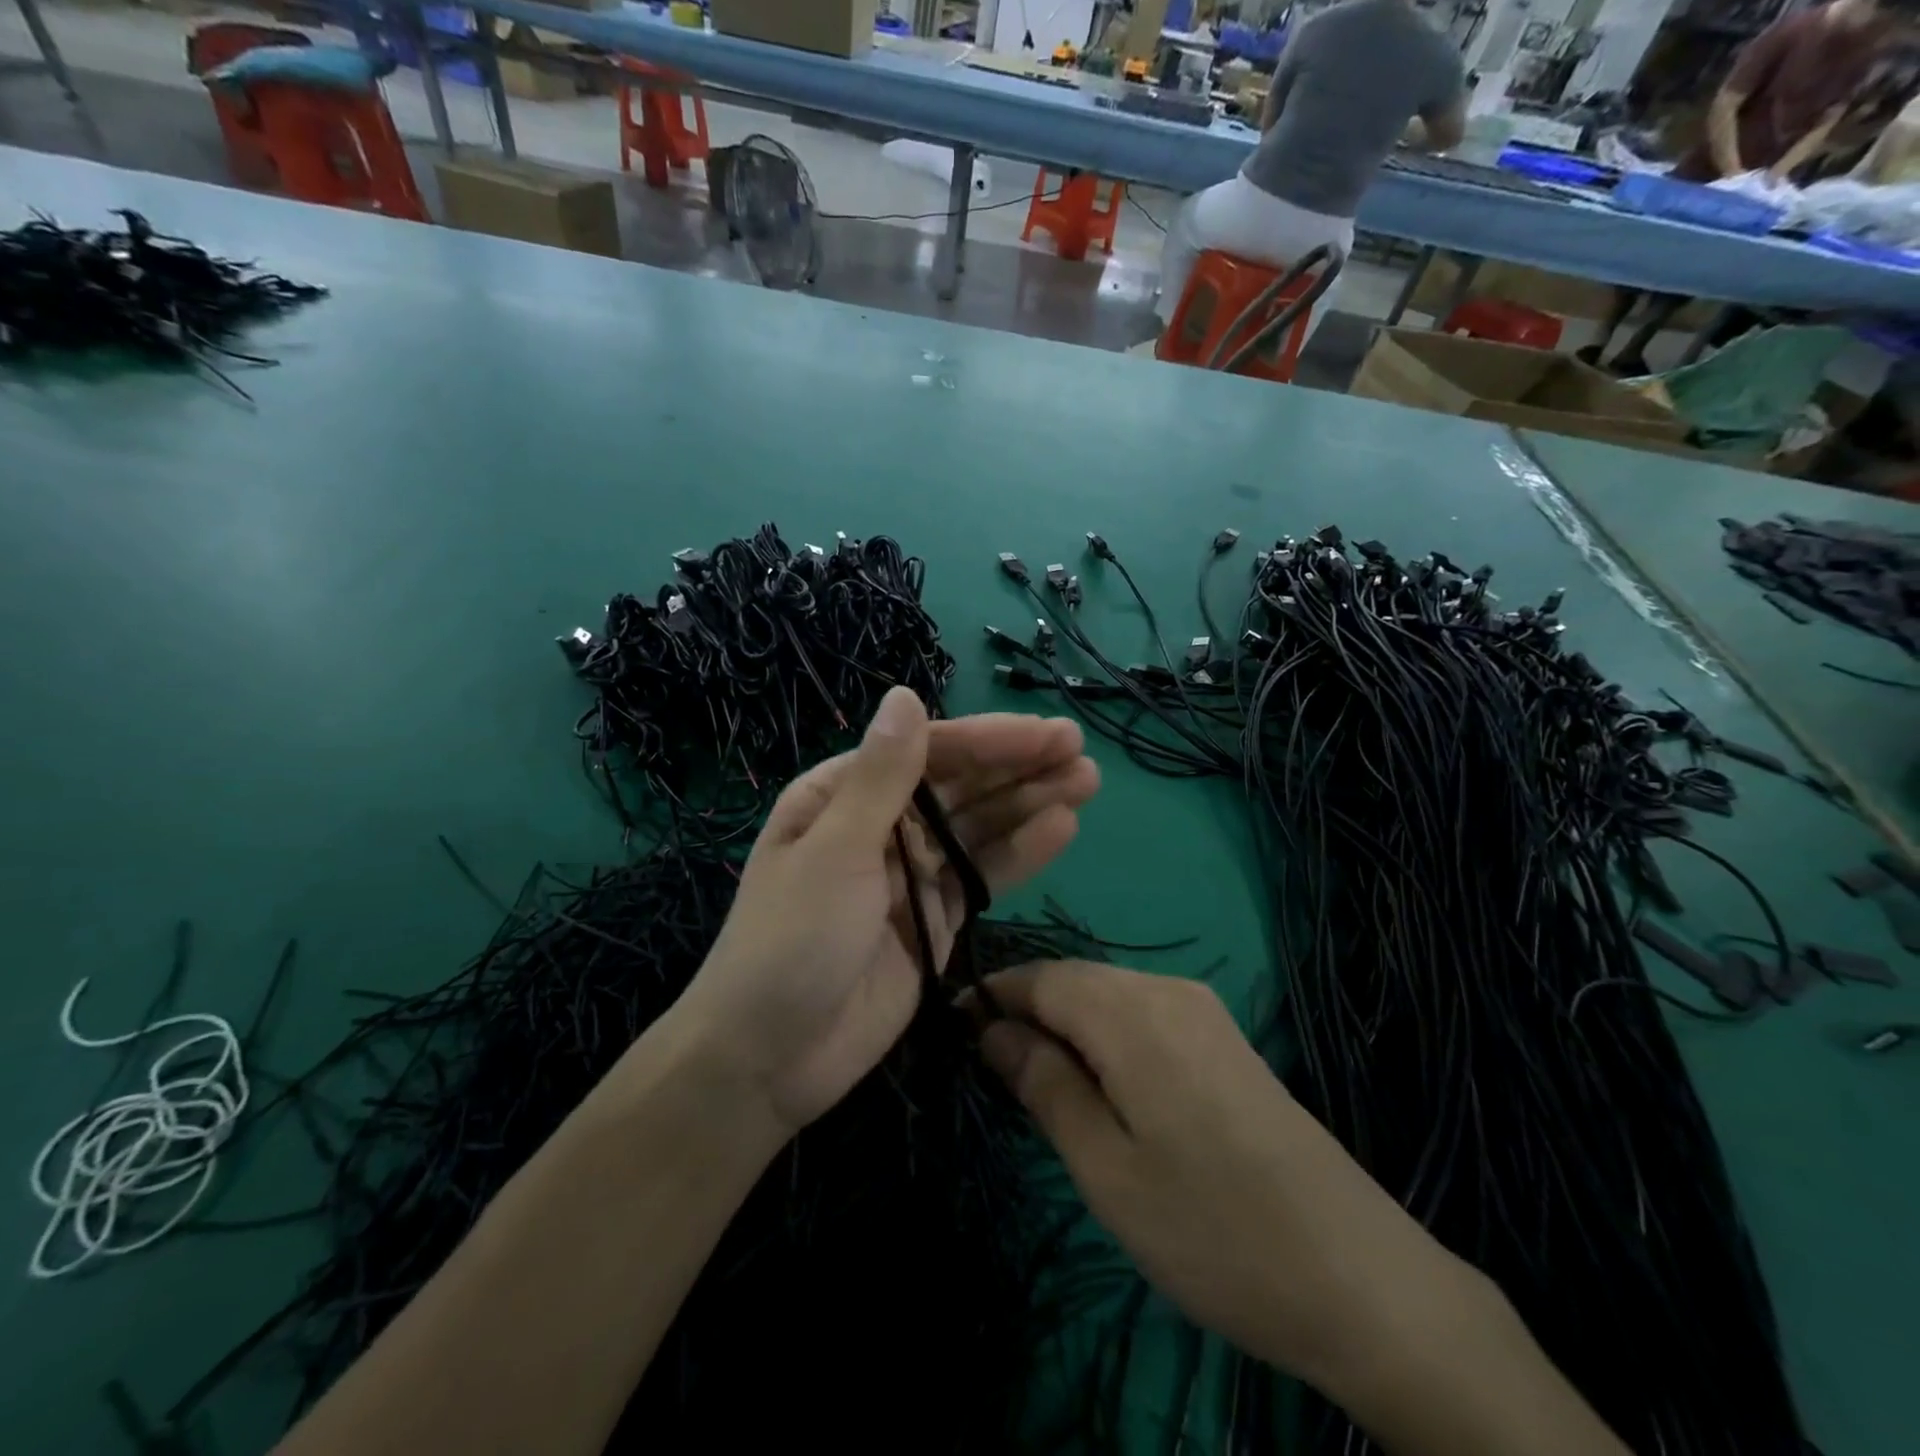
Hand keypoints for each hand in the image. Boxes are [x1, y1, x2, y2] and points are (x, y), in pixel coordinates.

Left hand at [670, 687, 1098, 1135]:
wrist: (770, 1059)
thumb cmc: (790, 942)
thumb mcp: (834, 851)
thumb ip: (881, 777)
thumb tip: (905, 694)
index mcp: (843, 795)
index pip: (925, 754)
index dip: (986, 741)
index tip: (1042, 735)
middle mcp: (881, 824)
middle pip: (958, 786)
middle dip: (1017, 766)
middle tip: (1079, 749)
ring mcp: (912, 873)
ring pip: (978, 828)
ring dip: (1029, 802)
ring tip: (1086, 780)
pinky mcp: (936, 918)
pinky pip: (982, 876)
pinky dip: (1019, 853)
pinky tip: (1060, 828)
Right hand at [979, 961, 1490, 1389]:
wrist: (1360, 1277)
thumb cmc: (1213, 1230)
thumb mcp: (1106, 1170)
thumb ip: (1044, 1085)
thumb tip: (991, 1030)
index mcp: (1133, 1011)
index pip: (1040, 977)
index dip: (992, 997)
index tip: (954, 1031)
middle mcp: (1167, 988)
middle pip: (1074, 978)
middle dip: (1027, 1010)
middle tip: (991, 1067)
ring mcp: (1202, 1008)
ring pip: (1107, 992)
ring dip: (1065, 1022)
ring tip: (1039, 1080)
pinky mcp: (1223, 1036)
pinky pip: (1142, 1010)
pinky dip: (1104, 1032)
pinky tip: (1100, 1081)